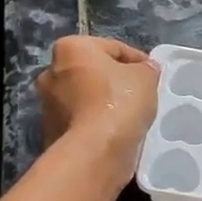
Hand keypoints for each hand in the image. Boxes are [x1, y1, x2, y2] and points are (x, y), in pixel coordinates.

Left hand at [35, 36, 158, 179]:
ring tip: (129, 118)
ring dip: (104, 104)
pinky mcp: (50, 131)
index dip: (139, 61)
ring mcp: (47, 104)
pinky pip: (81, 121)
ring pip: (85, 98)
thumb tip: (145, 69)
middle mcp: (51, 71)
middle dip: (115, 82)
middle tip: (140, 96)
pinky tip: (115, 134)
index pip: (114, 48)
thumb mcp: (147, 77)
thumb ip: (147, 68)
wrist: (94, 152)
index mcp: (71, 48)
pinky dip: (96, 125)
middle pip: (93, 72)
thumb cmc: (119, 104)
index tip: (154, 76)